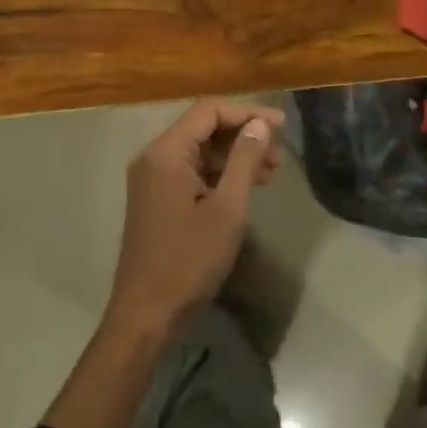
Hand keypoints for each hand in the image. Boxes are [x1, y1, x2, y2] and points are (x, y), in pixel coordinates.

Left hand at [105, 99, 281, 339]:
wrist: (146, 317)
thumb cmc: (188, 261)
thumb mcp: (227, 208)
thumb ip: (244, 159)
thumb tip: (259, 124)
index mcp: (167, 152)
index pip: (209, 111)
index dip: (247, 112)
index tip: (280, 125)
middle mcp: (155, 157)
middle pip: (204, 127)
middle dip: (243, 135)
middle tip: (279, 152)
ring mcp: (153, 179)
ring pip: (200, 151)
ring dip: (235, 156)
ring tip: (272, 170)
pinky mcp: (157, 198)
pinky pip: (192, 171)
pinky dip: (220, 173)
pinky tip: (247, 186)